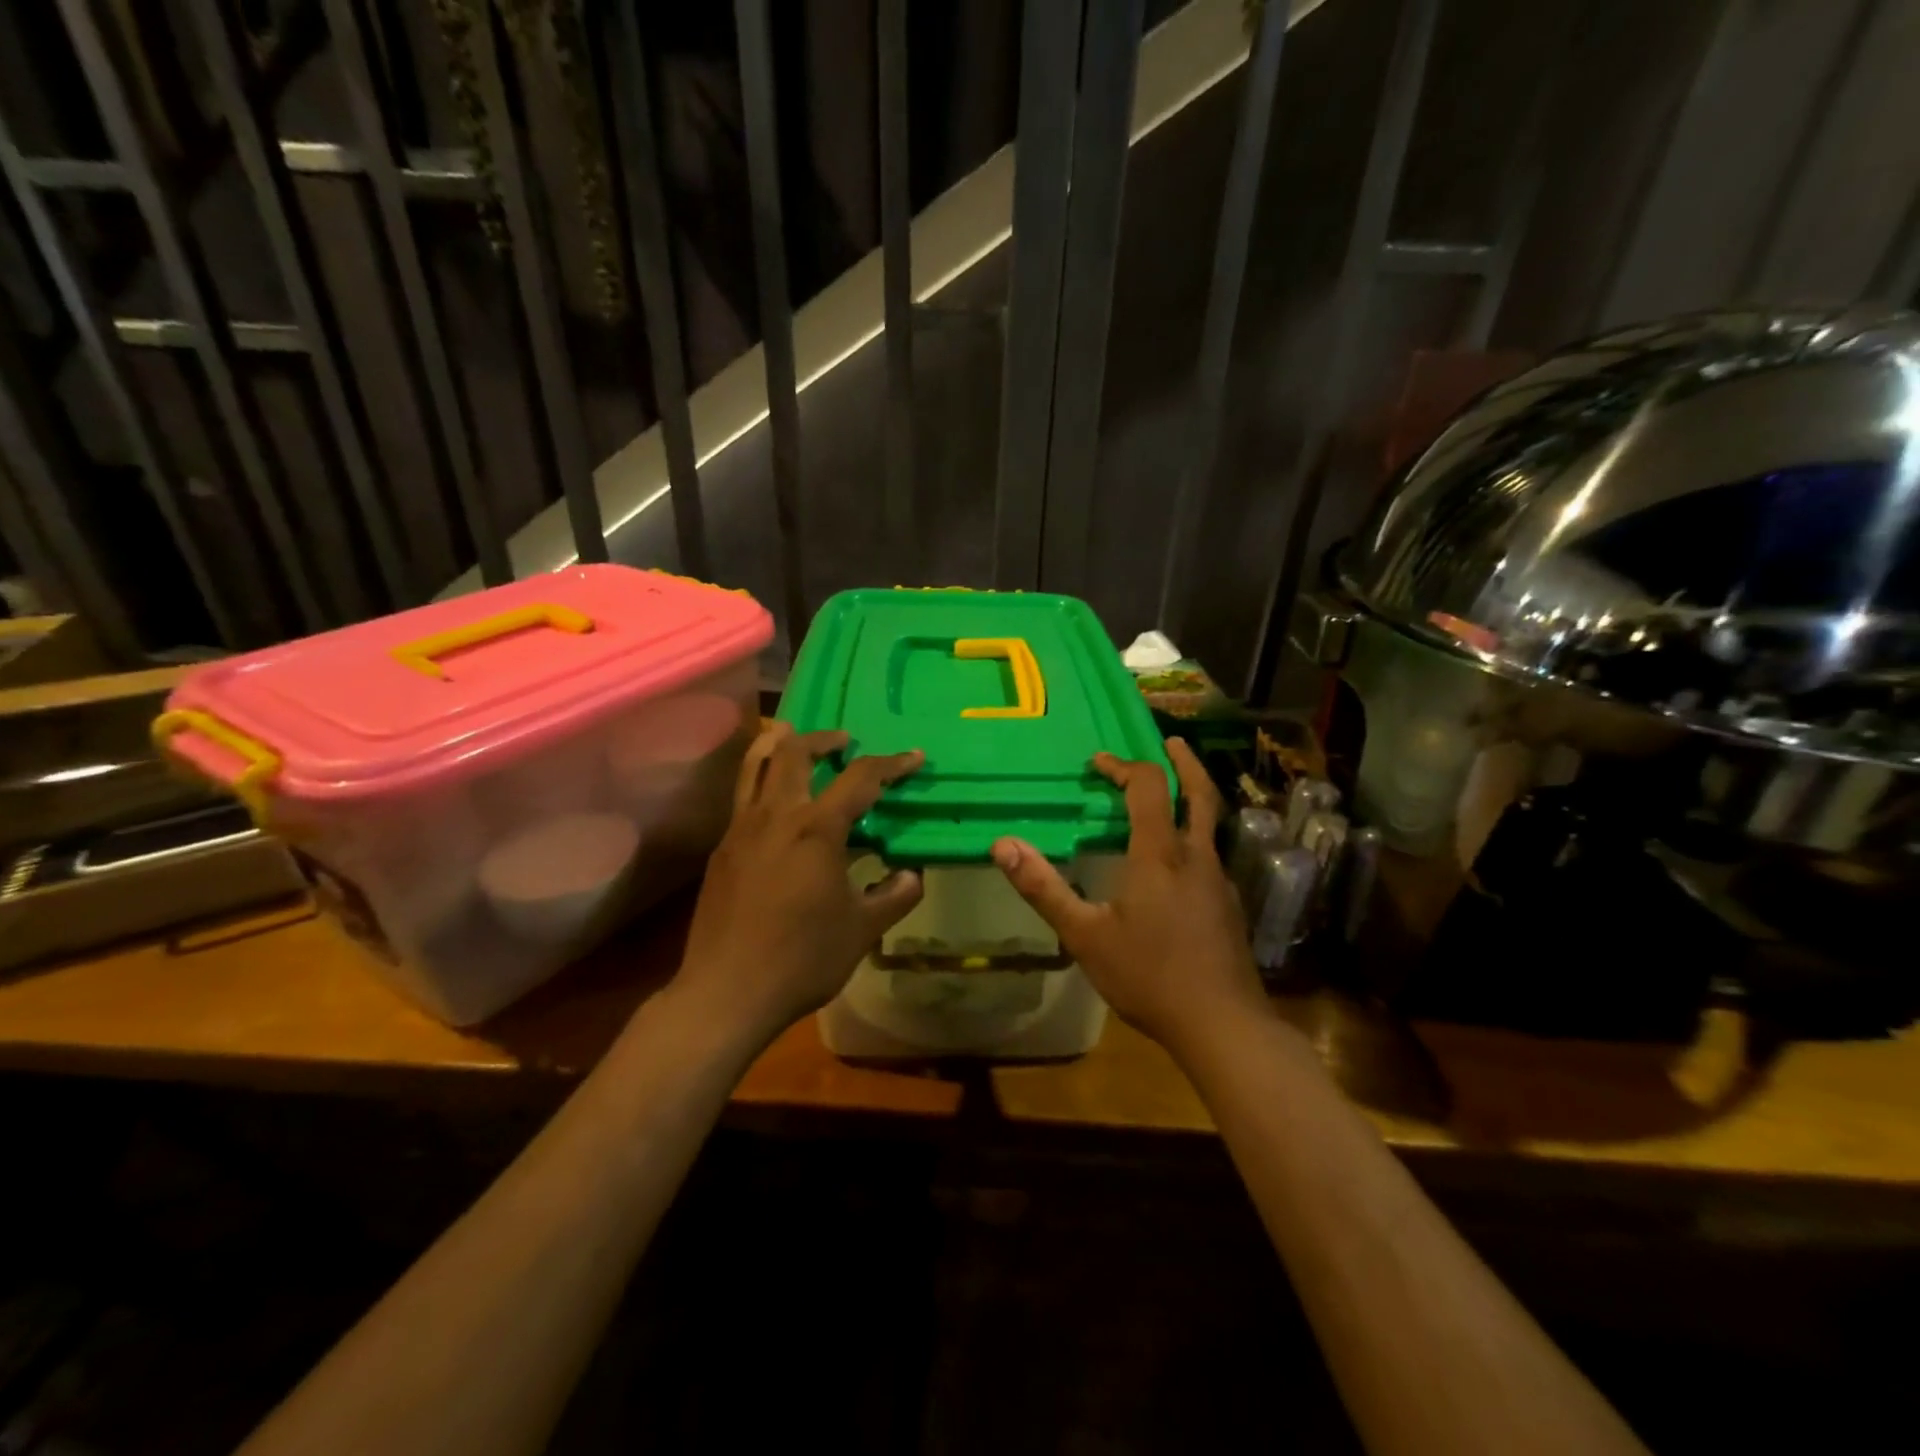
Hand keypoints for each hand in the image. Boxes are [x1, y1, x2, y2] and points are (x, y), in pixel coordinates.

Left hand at [674, 722, 924, 1039]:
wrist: (726, 993)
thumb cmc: (802, 959)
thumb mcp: (863, 930)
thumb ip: (895, 896)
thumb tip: (912, 875)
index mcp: (816, 829)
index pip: (861, 779)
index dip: (892, 764)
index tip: (914, 757)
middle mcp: (775, 816)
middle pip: (793, 752)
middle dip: (822, 738)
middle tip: (844, 740)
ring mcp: (740, 830)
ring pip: (754, 765)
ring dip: (779, 744)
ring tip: (795, 738)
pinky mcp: (721, 850)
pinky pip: (742, 797)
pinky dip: (761, 780)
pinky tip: (776, 805)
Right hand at [990, 738, 1266, 1054]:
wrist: (1222, 1025)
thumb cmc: (1148, 976)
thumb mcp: (1084, 935)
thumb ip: (1043, 888)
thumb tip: (1002, 844)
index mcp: (1160, 854)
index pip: (1148, 787)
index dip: (1123, 767)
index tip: (1098, 764)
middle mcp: (1196, 856)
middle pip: (1198, 792)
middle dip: (1182, 763)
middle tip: (1170, 742)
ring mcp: (1219, 881)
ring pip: (1210, 823)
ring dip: (1192, 796)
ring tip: (1172, 793)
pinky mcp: (1228, 905)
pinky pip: (1210, 854)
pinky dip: (1194, 836)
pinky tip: (1178, 863)